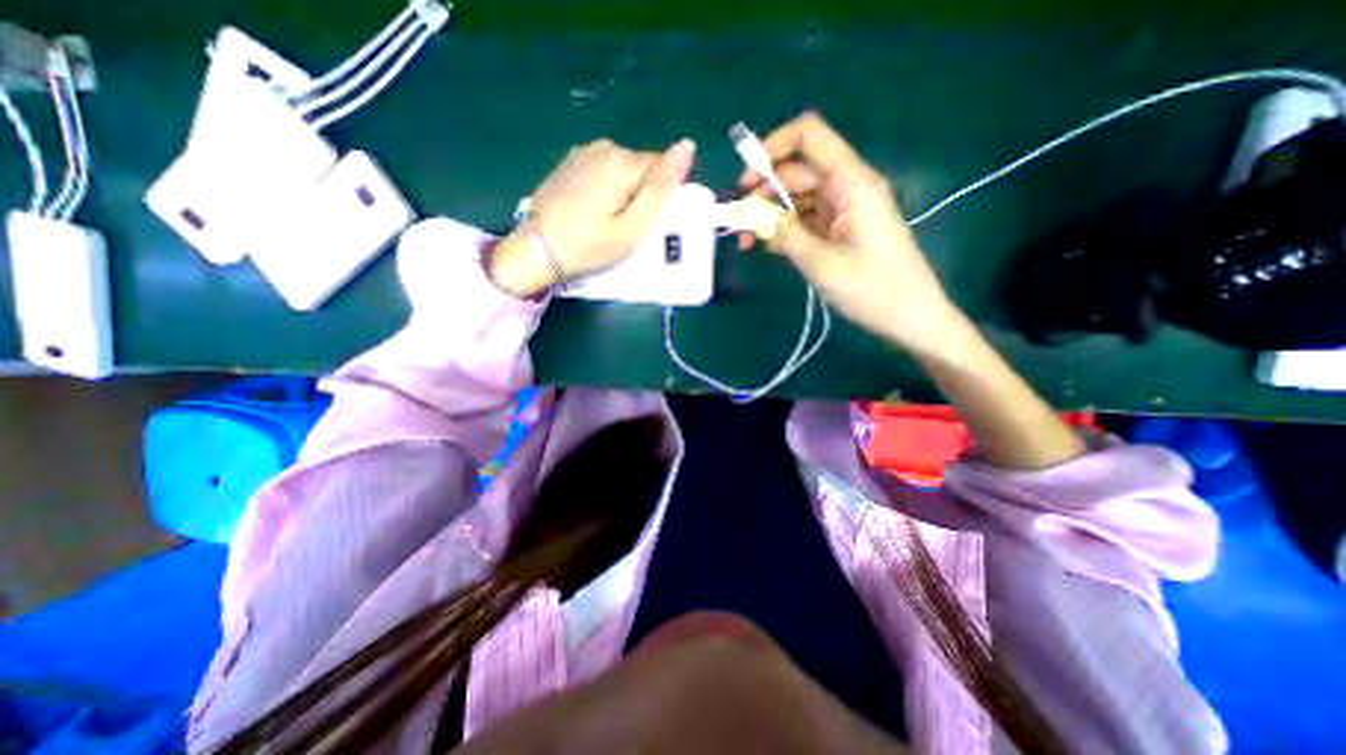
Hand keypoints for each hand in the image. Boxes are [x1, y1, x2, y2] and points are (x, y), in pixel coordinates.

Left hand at [487, 140, 692, 298]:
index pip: (663, 167)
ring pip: (623, 168)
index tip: (646, 222)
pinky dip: (605, 187)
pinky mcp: (570, 162)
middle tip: (626, 227)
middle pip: (642, 167)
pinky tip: (591, 209)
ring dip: (624, 191)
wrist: (536, 250)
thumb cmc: (589, 246)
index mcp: (624, 162)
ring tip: (607, 220)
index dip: (661, 196)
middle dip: (642, 193)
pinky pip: (603, 170)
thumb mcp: (633, 227)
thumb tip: (688, 145)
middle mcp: (605, 146)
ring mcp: (584, 151)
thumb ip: (661, 188)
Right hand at [741, 113, 962, 360]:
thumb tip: (745, 211)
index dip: (772, 147)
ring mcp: (841, 210)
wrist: (909, 318)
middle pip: (795, 173)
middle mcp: (846, 188)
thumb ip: (782, 232)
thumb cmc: (872, 290)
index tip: (744, 182)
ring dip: (768, 216)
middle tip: (736, 227)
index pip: (809, 136)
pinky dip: (782, 230)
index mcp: (851, 183)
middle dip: (761, 195)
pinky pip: (803, 220)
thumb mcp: (821, 263)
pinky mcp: (837, 230)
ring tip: (746, 243)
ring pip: (795, 199)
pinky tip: (766, 248)